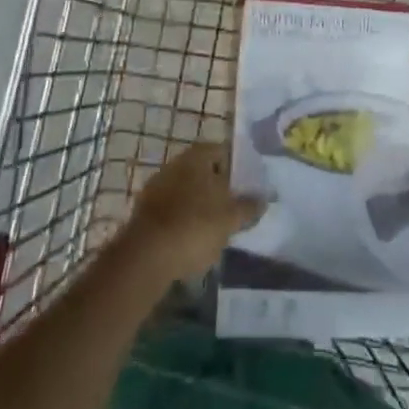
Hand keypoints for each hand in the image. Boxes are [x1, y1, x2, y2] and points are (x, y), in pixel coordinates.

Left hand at [125, 140, 265, 281]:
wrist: (145, 257)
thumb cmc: (195, 227)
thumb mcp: (230, 219)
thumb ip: (248, 207)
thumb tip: (263, 198)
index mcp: (196, 157)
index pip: (221, 150)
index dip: (236, 165)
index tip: (247, 184)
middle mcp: (174, 164)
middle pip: (202, 170)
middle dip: (218, 186)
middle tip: (234, 205)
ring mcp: (156, 187)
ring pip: (186, 190)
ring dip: (200, 203)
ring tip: (216, 225)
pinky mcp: (144, 211)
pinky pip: (172, 209)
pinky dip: (183, 218)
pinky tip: (193, 238)